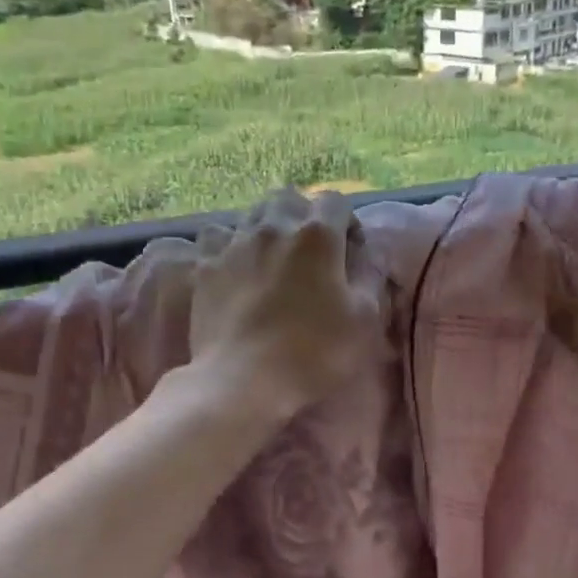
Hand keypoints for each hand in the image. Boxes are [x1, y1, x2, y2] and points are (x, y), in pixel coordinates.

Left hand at [188, 189, 381, 419]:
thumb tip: (370, 256)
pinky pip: (217, 235)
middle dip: (303, 215)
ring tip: (273, 257)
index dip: (346, 221)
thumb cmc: (313, 352)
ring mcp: (235, 243)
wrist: (243, 380)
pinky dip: (228, 243)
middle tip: (310, 250)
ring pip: (253, 212)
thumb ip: (370, 278)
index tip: (350, 251)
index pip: (335, 201)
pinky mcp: (206, 265)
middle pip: (289, 198)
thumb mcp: (364, 320)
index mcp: (318, 236)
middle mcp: (275, 227)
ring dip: (268, 226)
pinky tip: (234, 264)